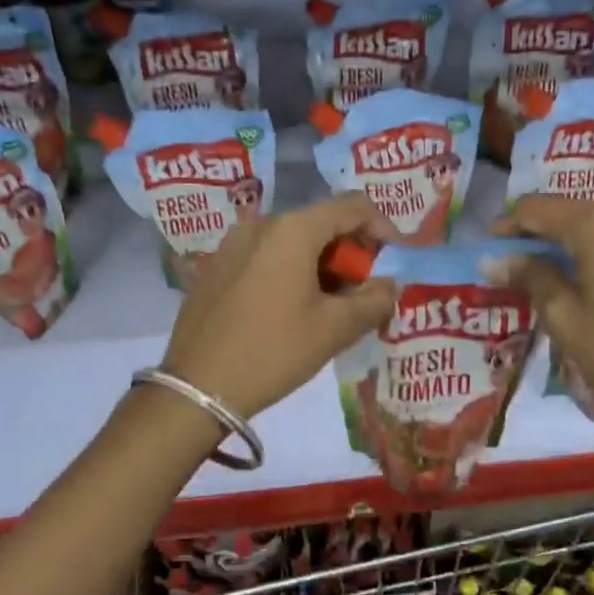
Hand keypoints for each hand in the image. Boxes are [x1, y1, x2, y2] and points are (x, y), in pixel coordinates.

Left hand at [161, 193, 396, 419]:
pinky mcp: (215, 268)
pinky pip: (265, 258)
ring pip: (292, 242)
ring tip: (331, 307)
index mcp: (292, 230)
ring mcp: (232, 245)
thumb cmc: (274, 352)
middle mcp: (260, 225)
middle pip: (321, 223)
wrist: (198, 387)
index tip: (394, 263)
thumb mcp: (334, 329)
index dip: (383, 229)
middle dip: (351, 254)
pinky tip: (291, 311)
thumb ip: (373, 300)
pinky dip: (290, 273)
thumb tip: (389, 284)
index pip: (352, 207)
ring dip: (321, 266)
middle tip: (364, 293)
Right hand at [495, 196, 593, 455]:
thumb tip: (498, 259)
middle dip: (545, 238)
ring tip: (568, 282)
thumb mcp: (565, 319)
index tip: (492, 249)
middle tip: (525, 269)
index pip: (537, 209)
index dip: (508, 226)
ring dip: (581, 248)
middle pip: (575, 215)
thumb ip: (531, 278)